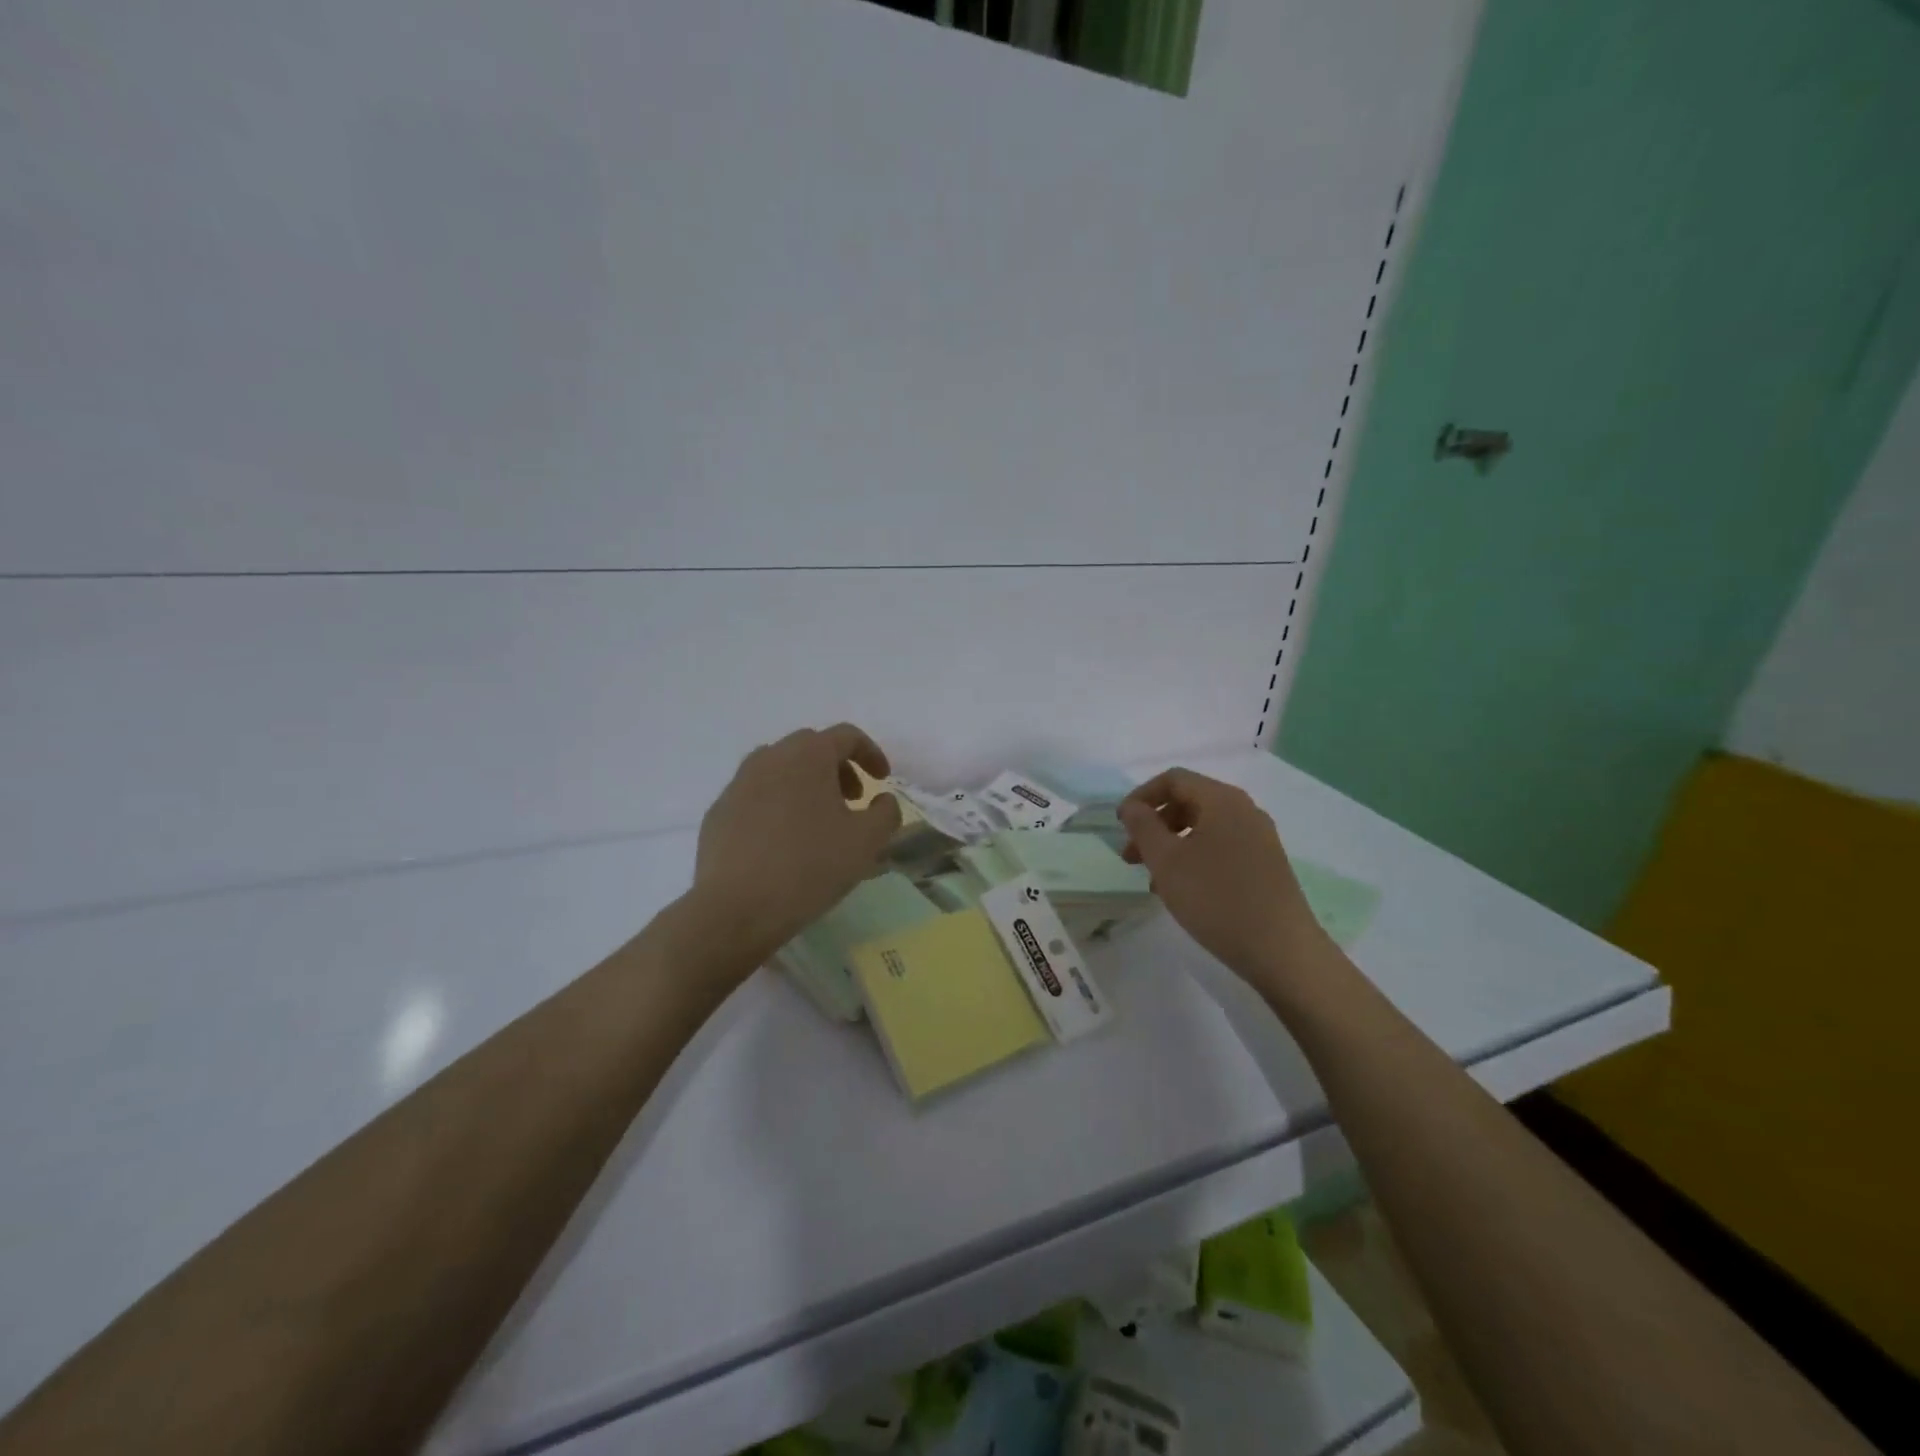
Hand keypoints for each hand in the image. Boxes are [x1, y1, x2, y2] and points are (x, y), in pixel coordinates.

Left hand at [689, 723, 902, 966]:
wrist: (736, 908)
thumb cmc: (810, 867)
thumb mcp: (867, 841)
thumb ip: (886, 812)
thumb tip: (882, 799)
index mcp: (807, 755)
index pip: (846, 736)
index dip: (871, 753)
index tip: (883, 780)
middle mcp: (769, 758)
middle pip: (811, 747)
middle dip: (838, 767)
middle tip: (853, 800)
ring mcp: (738, 783)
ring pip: (779, 769)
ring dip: (805, 783)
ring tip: (818, 820)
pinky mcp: (718, 812)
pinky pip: (756, 795)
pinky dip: (777, 805)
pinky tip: (783, 841)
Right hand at [1119, 768, 1327, 983]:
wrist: (1282, 950)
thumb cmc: (1216, 899)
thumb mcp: (1167, 862)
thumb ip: (1143, 827)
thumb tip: (1132, 806)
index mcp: (1222, 800)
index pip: (1174, 779)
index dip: (1141, 796)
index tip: (1120, 824)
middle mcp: (1245, 810)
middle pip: (1189, 801)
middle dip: (1155, 823)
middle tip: (1131, 856)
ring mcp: (1259, 838)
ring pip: (1204, 827)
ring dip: (1172, 844)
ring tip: (1152, 878)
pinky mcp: (1266, 864)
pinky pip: (1221, 847)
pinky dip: (1194, 857)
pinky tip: (1183, 890)